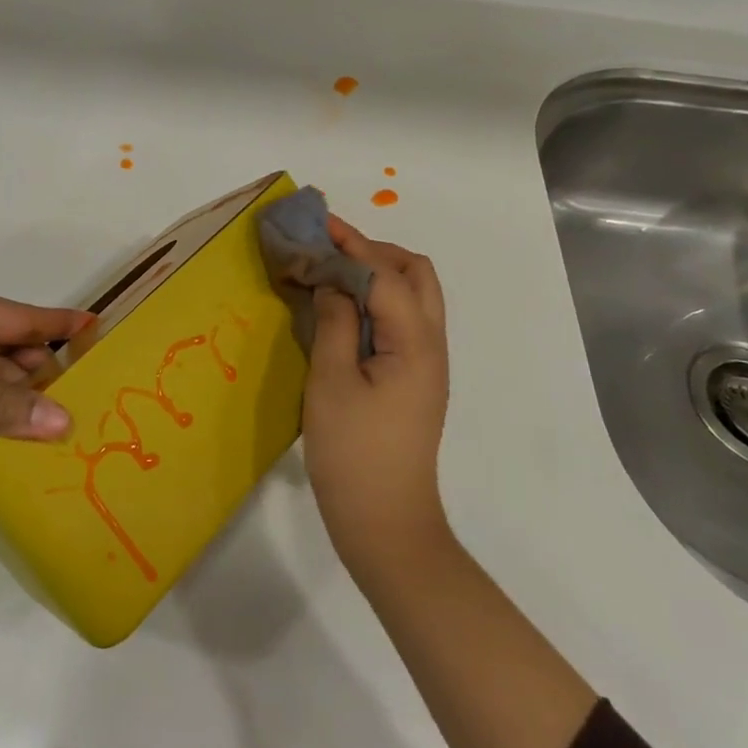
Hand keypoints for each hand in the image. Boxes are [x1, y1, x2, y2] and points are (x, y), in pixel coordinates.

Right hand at [302, 219, 450, 573]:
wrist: (385, 522)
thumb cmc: (353, 453)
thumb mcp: (331, 382)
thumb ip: (334, 322)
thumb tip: (333, 282)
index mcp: (415, 341)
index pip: (385, 272)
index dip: (351, 244)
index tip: (317, 225)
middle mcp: (431, 344)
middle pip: (415, 274)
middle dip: (374, 250)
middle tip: (328, 248)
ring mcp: (427, 363)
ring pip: (413, 296)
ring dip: (377, 273)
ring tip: (332, 272)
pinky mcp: (414, 380)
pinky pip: (402, 320)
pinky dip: (376, 300)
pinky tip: (343, 309)